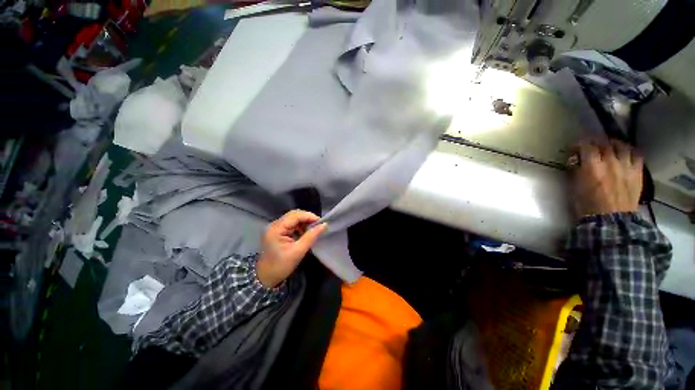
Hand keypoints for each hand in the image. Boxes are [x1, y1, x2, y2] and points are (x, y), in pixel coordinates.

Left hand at [256, 210, 327, 287]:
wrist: (266, 278)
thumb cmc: (281, 266)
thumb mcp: (298, 251)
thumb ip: (311, 236)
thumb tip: (324, 225)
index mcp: (276, 229)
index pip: (295, 216)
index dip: (309, 216)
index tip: (321, 222)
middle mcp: (274, 225)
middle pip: (293, 215)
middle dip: (307, 218)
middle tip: (318, 226)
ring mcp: (275, 228)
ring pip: (293, 219)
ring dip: (304, 223)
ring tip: (312, 230)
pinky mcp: (277, 232)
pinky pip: (291, 224)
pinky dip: (299, 227)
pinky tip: (304, 233)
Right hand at [569, 140, 642, 217]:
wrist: (611, 220)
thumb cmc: (587, 205)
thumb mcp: (574, 188)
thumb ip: (575, 171)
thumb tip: (575, 161)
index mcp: (592, 167)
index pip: (586, 146)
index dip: (579, 144)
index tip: (575, 148)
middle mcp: (610, 162)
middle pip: (604, 143)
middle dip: (596, 142)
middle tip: (591, 145)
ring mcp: (626, 166)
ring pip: (622, 146)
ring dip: (614, 144)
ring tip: (610, 146)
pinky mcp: (637, 172)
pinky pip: (637, 155)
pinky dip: (630, 152)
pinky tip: (626, 154)